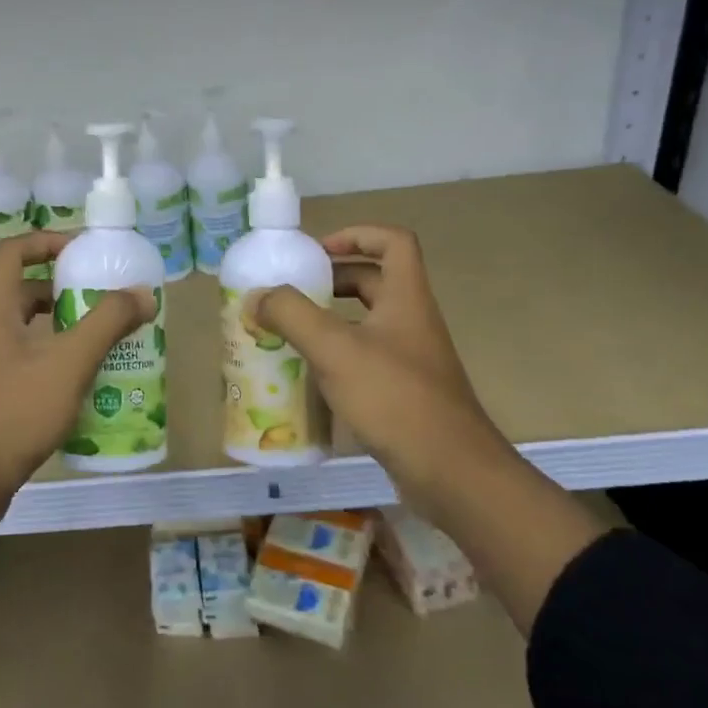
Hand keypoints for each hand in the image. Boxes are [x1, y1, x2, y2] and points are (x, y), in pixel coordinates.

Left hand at [0, 232, 156, 570]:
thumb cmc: (10, 413)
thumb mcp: (67, 364)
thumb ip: (106, 324)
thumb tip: (142, 292)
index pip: (14, 251)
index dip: (48, 241)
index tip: (86, 250)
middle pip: (25, 291)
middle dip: (68, 290)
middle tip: (108, 299)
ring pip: (29, 331)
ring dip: (66, 328)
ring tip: (108, 339)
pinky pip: (29, 362)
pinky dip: (58, 361)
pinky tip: (87, 383)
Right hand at [253, 226, 504, 518]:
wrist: (451, 473)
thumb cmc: (395, 398)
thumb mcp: (336, 349)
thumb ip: (292, 315)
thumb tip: (256, 296)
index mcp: (406, 298)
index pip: (392, 241)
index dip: (356, 234)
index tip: (316, 252)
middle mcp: (412, 321)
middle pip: (373, 282)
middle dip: (330, 282)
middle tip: (290, 295)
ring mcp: (410, 359)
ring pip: (366, 324)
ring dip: (329, 322)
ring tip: (288, 334)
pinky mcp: (403, 393)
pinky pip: (365, 360)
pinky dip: (336, 359)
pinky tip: (308, 379)